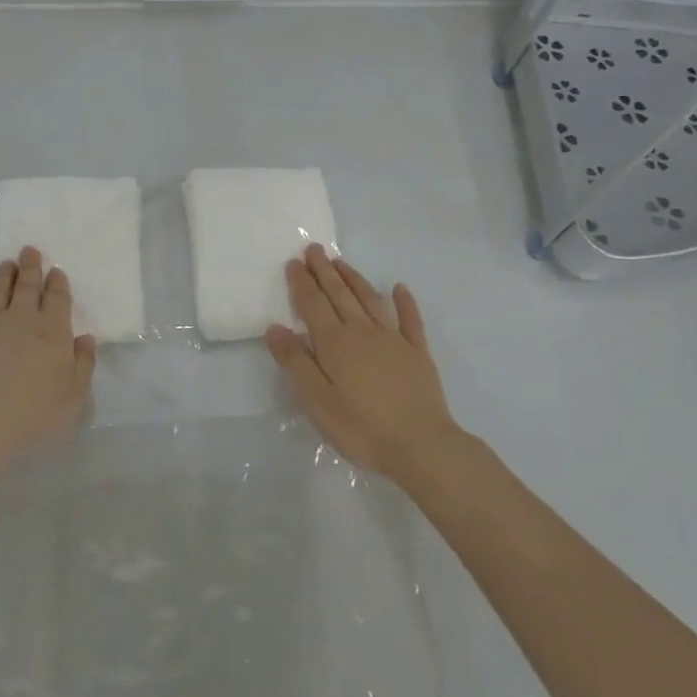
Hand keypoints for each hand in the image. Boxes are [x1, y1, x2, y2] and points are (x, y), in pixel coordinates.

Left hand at [0, 246, 96, 483]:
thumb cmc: (33, 414)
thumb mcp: (74, 396)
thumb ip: (83, 364)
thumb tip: (85, 338)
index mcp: (53, 332)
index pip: (57, 299)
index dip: (57, 283)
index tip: (56, 271)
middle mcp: (21, 318)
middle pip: (28, 286)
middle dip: (31, 267)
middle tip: (30, 250)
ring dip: (3, 274)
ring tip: (6, 263)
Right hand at [264, 244, 464, 487]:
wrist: (421, 446)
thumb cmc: (361, 426)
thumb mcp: (316, 400)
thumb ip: (295, 362)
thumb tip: (275, 327)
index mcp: (335, 343)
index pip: (313, 305)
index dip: (302, 283)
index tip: (294, 262)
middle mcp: (363, 331)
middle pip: (340, 295)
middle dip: (324, 271)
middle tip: (314, 250)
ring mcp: (394, 340)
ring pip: (370, 300)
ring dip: (354, 279)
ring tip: (341, 263)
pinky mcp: (418, 353)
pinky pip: (410, 320)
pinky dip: (405, 302)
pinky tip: (400, 288)